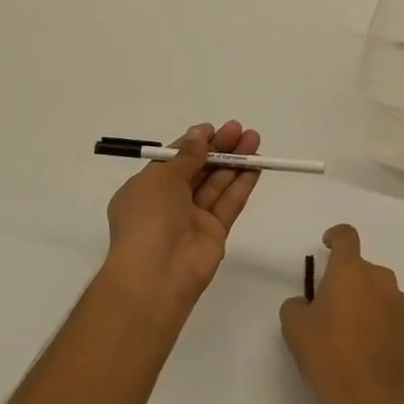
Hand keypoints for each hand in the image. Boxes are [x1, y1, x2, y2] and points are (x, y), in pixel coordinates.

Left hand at [105, 122, 261, 308]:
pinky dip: (241, 184)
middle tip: (240, 130)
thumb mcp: (162, 178)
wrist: (156, 274)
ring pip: (216, 184)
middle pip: (198, 169)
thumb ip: (186, 156)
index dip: (194, 143)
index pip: (174, 160)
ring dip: (235, 162)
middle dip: (219, 149)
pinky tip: (256, 166)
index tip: (214, 129)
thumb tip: (200, 134)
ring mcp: (192, 219)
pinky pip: (229, 203)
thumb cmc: (148, 218)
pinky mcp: (214, 233)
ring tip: (254, 140)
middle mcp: (168, 203)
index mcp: (146, 189)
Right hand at [280, 225, 403, 403]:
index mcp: (351, 271)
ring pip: (376, 291)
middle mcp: (380, 279)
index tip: (327, 245)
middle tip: (328, 307)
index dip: (335, 236)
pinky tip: (364, 347)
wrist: (373, 401)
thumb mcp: (295, 328)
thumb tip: (307, 303)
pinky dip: (376, 320)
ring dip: (363, 300)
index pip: (347, 236)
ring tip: (347, 331)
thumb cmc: (329, 356)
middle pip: (361, 268)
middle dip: (345, 280)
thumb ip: (296, 304)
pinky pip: (388, 312)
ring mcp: (399, 304)